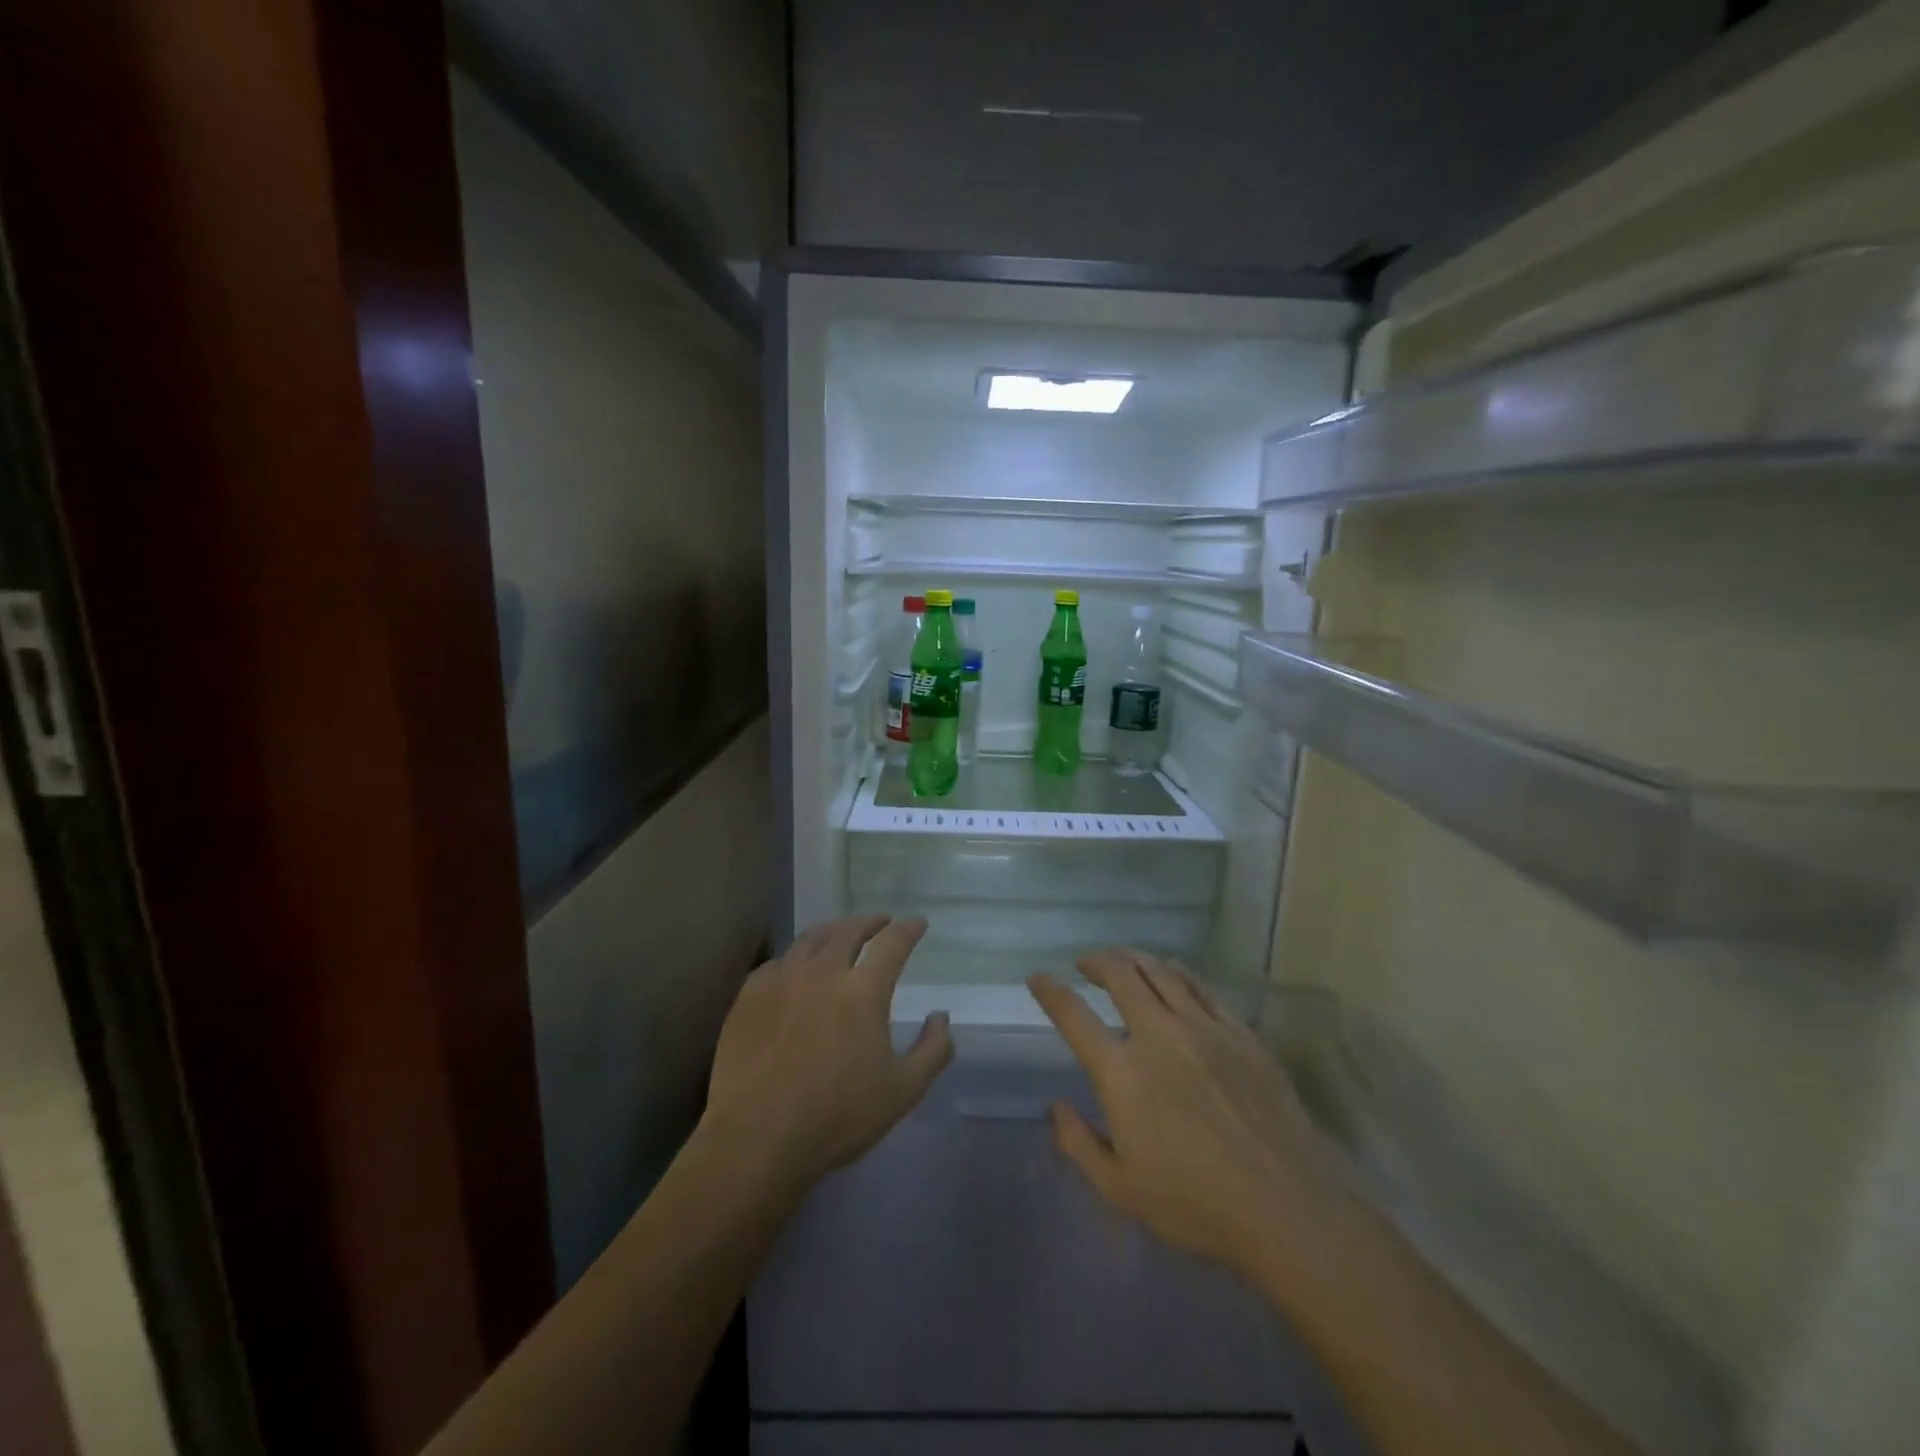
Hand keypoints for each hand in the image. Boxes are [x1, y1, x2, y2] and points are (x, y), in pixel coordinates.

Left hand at [703, 915, 952, 1196]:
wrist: (756, 1138)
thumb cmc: (836, 1117)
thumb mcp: (902, 1092)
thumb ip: (932, 1051)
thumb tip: (941, 1017)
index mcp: (863, 990)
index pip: (892, 943)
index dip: (908, 929)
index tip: (917, 923)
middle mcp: (823, 972)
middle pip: (848, 930)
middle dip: (869, 922)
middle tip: (880, 923)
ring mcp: (781, 979)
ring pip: (810, 939)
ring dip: (833, 931)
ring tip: (840, 935)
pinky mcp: (749, 995)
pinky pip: (778, 962)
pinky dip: (796, 958)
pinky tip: (796, 969)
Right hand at [1029, 948, 1338, 1281]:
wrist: (1287, 1207)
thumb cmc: (1197, 1204)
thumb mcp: (1121, 1190)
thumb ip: (1079, 1144)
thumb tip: (1057, 1106)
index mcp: (1122, 1073)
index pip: (1074, 1016)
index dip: (1050, 991)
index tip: (1038, 978)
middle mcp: (1158, 1036)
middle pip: (1120, 976)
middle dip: (1096, 961)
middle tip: (1085, 963)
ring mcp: (1203, 1028)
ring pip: (1160, 972)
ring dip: (1133, 958)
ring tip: (1122, 959)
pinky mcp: (1240, 1032)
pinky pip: (1201, 987)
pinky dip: (1176, 972)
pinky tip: (1171, 974)